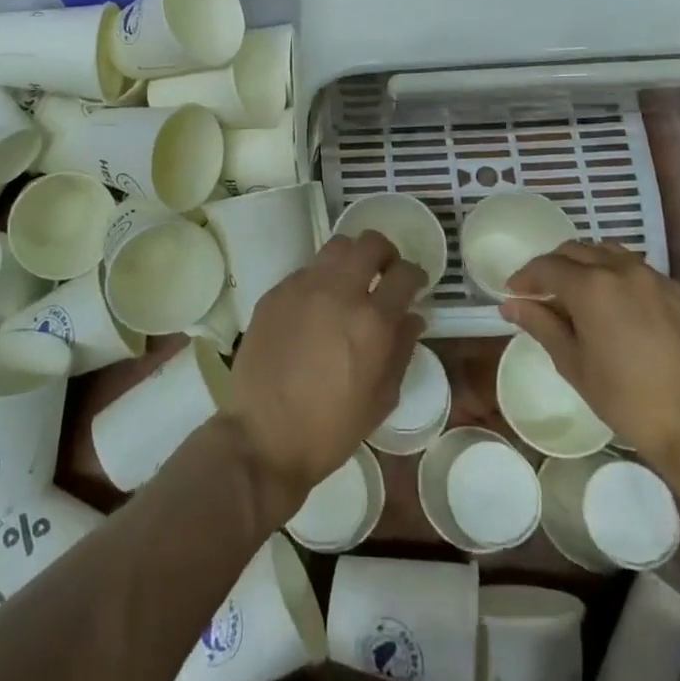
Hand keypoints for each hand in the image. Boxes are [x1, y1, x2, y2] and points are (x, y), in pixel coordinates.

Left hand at [226, 231, 427, 520]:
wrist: (264, 436)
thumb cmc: (331, 428)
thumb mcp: (382, 399)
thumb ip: (402, 349)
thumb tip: (412, 317)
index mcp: (372, 321)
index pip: (404, 274)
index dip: (415, 275)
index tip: (414, 285)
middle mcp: (338, 292)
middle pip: (370, 243)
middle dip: (385, 254)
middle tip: (384, 274)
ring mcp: (302, 287)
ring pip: (336, 247)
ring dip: (352, 259)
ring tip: (350, 283)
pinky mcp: (275, 293)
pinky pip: (306, 271)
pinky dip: (320, 280)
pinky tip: (316, 307)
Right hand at [501, 240, 679, 486]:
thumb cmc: (627, 400)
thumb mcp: (573, 364)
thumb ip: (541, 325)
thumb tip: (511, 304)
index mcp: (592, 286)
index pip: (547, 266)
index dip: (525, 277)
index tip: (514, 292)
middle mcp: (625, 270)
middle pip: (579, 250)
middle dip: (556, 266)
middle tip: (545, 291)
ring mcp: (661, 280)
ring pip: (615, 255)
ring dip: (592, 266)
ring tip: (586, 293)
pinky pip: (649, 276)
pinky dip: (629, 283)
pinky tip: (629, 311)